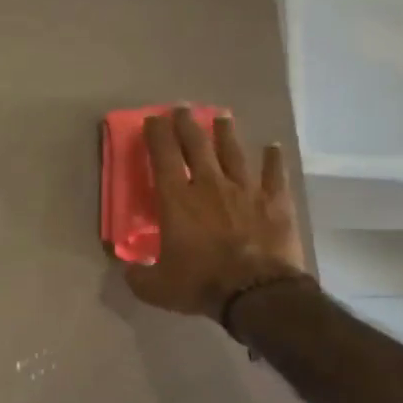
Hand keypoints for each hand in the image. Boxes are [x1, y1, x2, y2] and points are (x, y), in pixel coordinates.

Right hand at [123, 107, 308, 319]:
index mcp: (177, 201)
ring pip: (234, 153)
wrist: (256, 292)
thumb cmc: (200, 284)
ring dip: (226, 133)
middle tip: (182, 109)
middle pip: (197, 146)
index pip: (163, 157)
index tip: (152, 119)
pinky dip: (273, 160)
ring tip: (222, 117)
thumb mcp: (155, 287)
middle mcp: (210, 186)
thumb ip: (137, 275)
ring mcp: (246, 191)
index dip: (157, 135)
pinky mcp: (275, 203)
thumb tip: (126, 268)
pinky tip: (273, 147)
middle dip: (187, 124)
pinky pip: (274, 175)